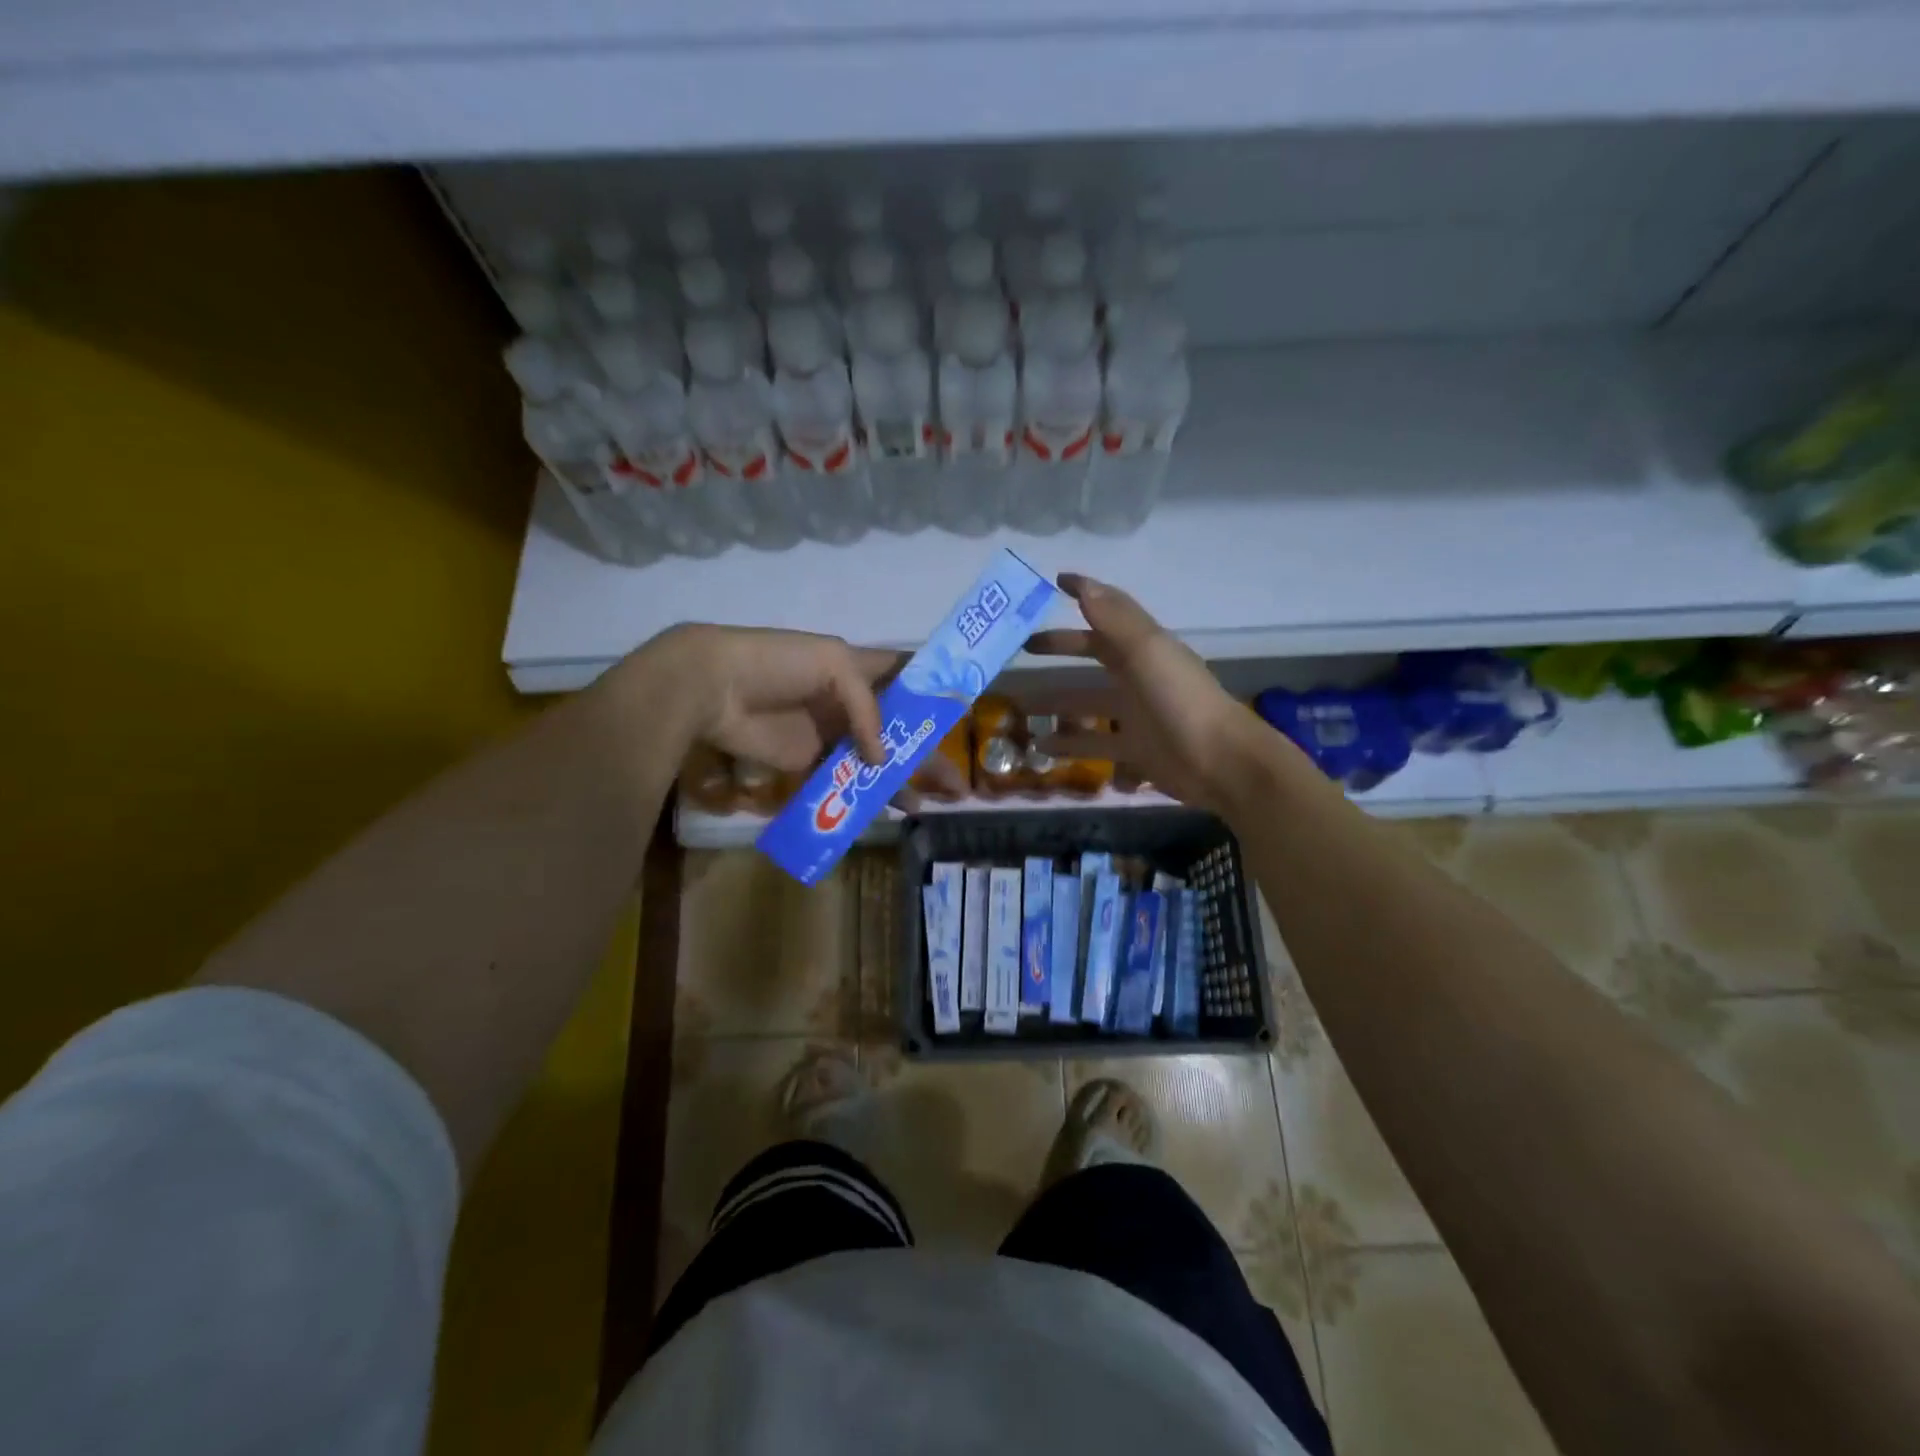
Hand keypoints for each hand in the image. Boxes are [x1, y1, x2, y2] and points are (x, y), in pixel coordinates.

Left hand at [628, 624, 967, 797]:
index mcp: (859, 668)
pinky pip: (843, 781)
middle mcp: (850, 703)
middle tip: (955, 785)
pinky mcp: (808, 762)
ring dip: (901, 781)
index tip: (963, 717)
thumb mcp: (833, 664)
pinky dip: (864, 796)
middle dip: (927, 754)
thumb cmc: (778, 663)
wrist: (713, 687)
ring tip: (927, 805)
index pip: (905, 679)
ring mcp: (830, 734)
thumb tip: (881, 759)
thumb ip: (867, 708)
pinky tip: (888, 811)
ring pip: (876, 760)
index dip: (932, 695)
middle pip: (899, 730)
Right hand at [1025, 574, 1275, 814]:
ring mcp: (1136, 715)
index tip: (1051, 584)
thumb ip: (1113, 620)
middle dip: (1060, 649)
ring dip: (1056, 704)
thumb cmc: (1181, 701)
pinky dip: (1069, 745)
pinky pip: (1094, 744)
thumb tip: (1081, 584)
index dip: (1083, 595)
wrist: (1221, 763)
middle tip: (1020, 650)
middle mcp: (1139, 676)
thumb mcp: (1147, 653)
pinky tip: (1041, 748)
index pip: (1107, 614)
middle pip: (1093, 655)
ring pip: (1087, 703)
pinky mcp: (1134, 751)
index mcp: (1144, 647)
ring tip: (1019, 707)